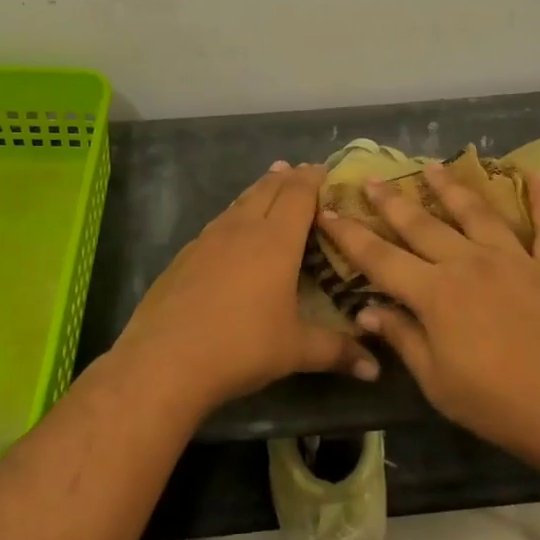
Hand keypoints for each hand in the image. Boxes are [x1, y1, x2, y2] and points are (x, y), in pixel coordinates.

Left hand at [117, 162, 379, 416]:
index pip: (298, 194)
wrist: (164, 360)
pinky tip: (233, 229)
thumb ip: (337, 351)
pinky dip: (235, 214)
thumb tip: (375, 369)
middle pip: (268, 188)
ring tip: (271, 183)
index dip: (313, 179)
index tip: (326, 171)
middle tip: (302, 171)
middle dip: (288, 177)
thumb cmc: (240, 347)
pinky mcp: (184, 255)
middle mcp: (242, 229)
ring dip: (260, 189)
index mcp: (275, 241)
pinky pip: (219, 222)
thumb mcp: (295, 351)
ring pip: (240, 201)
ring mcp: (208, 239)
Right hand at [316, 164, 539, 469]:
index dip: (350, 235)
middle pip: (422, 224)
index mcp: (436, 293)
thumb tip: (365, 310)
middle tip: (372, 180)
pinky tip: (534, 174)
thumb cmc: (500, 405)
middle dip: (391, 202)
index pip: (380, 258)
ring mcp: (515, 258)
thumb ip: (402, 338)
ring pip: (476, 212)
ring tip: (432, 166)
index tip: (328, 212)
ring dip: (451, 187)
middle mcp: (469, 262)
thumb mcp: (438, 382)